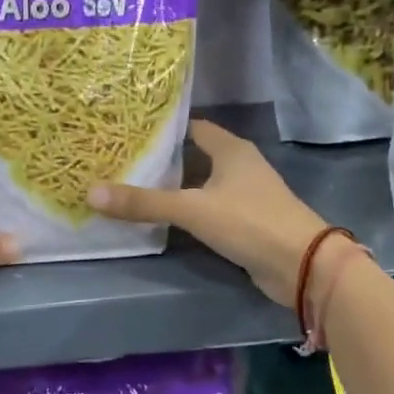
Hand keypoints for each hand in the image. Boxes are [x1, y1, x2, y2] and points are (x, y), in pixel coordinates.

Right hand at [88, 120, 329, 306]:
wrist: (301, 265)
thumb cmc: (249, 221)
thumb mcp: (191, 209)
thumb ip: (144, 203)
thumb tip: (91, 192)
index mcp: (231, 149)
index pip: (192, 128)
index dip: (163, 130)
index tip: (130, 133)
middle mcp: (240, 166)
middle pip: (195, 156)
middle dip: (163, 160)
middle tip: (123, 162)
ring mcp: (246, 195)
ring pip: (202, 185)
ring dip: (175, 189)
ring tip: (134, 188)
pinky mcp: (247, 223)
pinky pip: (210, 210)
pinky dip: (189, 212)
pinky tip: (164, 220)